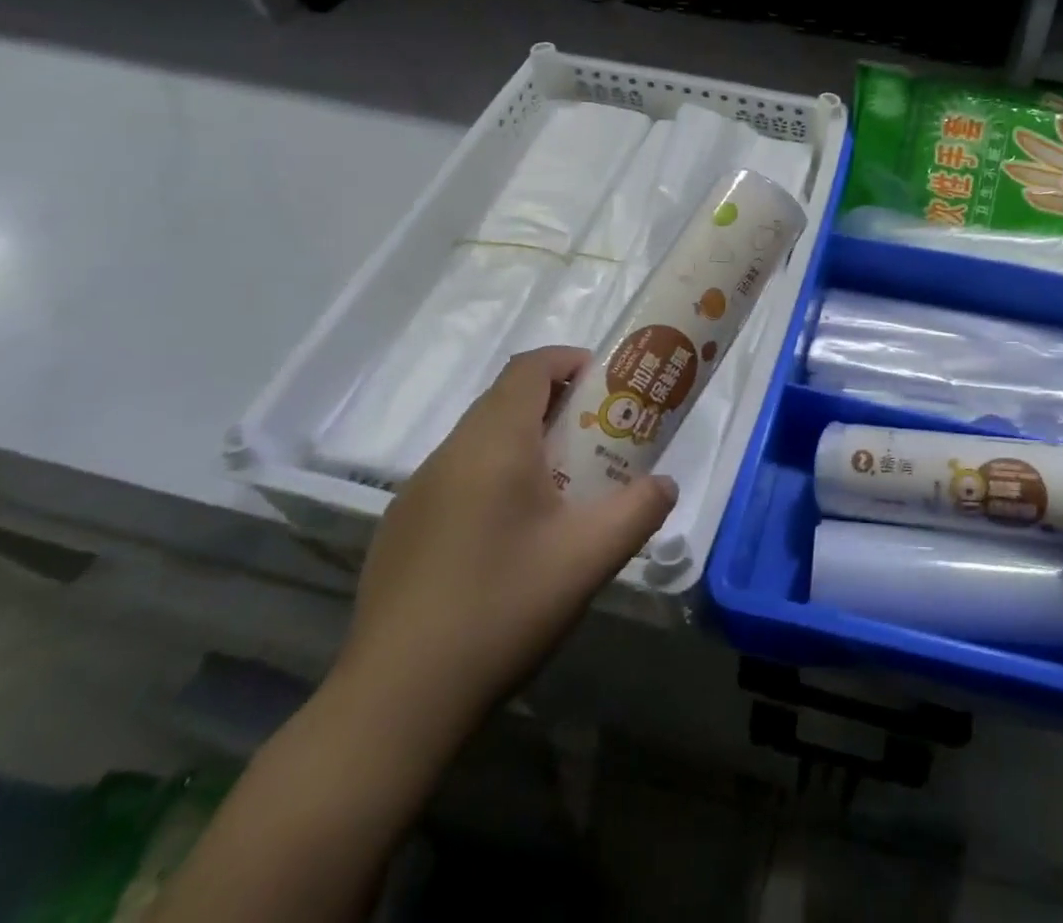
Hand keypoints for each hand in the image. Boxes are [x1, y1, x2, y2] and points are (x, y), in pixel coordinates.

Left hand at [334, 347, 676, 738]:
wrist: (396, 701)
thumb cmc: (502, 608)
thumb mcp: (590, 558)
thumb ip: (640, 510)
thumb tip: (665, 484)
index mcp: (494, 444)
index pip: (530, 367)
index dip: (570, 361)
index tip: (607, 386)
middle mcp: (450, 454)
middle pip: (506, 399)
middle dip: (557, 405)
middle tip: (597, 439)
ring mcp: (417, 492)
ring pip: (480, 439)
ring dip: (525, 442)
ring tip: (562, 489)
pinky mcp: (401, 528)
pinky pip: (458, 476)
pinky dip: (494, 476)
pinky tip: (511, 536)